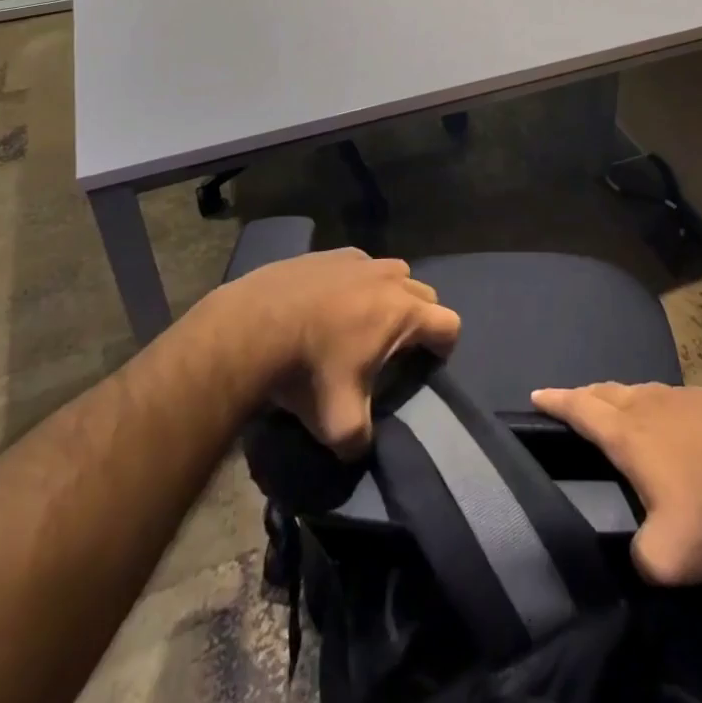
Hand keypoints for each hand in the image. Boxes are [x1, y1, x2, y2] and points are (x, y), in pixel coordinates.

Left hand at [208, 249, 461, 458]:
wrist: (251, 325)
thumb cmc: (306, 369)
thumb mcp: (337, 422)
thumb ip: (360, 440)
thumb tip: (358, 449)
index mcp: (403, 312)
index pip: (450, 324)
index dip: (443, 348)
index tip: (423, 366)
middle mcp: (389, 278)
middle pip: (424, 295)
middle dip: (417, 319)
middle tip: (391, 348)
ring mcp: (359, 260)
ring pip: (392, 274)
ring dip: (387, 295)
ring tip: (359, 323)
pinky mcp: (329, 253)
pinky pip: (357, 266)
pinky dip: (353, 282)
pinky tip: (326, 304)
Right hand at [531, 382, 701, 584]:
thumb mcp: (667, 558)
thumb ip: (639, 556)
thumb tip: (638, 552)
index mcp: (629, 434)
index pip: (581, 410)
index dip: (556, 401)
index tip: (537, 394)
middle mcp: (651, 405)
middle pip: (608, 392)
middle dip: (587, 396)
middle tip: (575, 401)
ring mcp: (687, 396)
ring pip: (644, 392)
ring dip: (625, 398)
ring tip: (621, 408)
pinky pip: (678, 398)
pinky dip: (664, 407)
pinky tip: (678, 422)